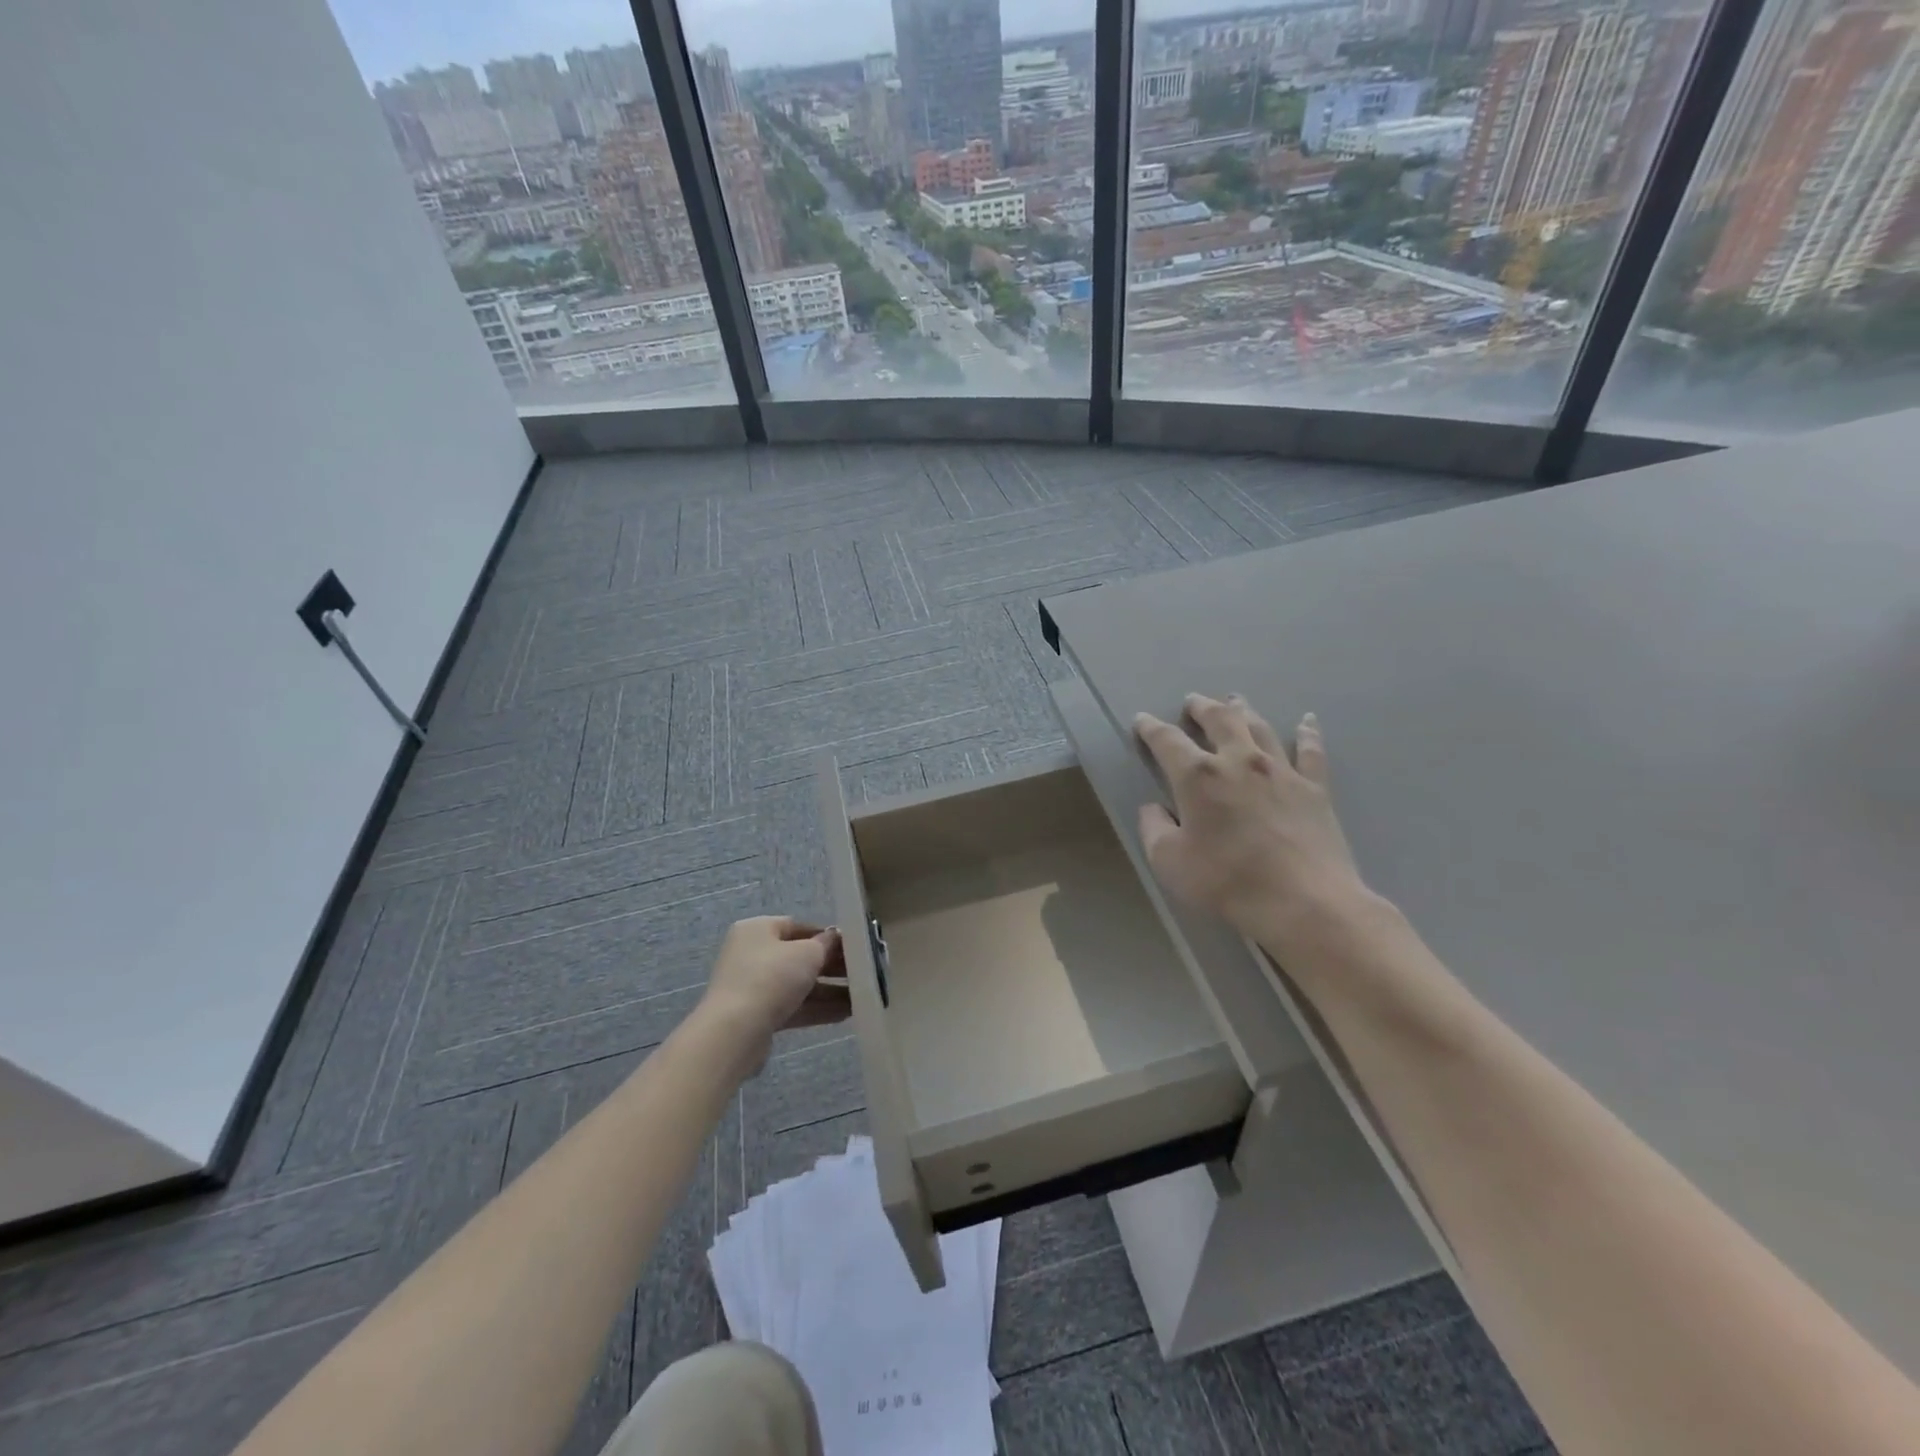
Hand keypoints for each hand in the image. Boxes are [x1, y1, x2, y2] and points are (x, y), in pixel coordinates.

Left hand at [697, 917, 848, 1072]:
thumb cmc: (771, 978)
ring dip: (828, 991)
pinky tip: (846, 1014)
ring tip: (861, 998)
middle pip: (799, 957)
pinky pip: (792, 1006)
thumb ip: (826, 944)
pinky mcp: (756, 1015)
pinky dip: (816, 1008)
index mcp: (758, 929)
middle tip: (861, 974)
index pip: (798, 926)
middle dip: (831, 967)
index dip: (827, 936)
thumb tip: (834, 939)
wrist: (735, 1032)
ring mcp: (752, 986)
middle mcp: (752, 954)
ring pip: (797, 984)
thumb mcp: (807, 954)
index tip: (853, 947)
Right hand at [1134, 695, 1371, 958]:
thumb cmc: (1228, 882)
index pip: (1167, 740)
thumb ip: (1154, 829)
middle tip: (1192, 701)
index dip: (1151, 728)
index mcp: (1198, 776)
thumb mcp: (1169, 862)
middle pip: (1219, 719)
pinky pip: (1311, 751)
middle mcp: (1238, 760)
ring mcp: (1281, 770)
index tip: (1142, 720)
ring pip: (1259, 727)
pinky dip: (1308, 732)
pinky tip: (1308, 720)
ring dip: (1243, 710)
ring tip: (1235, 700)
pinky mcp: (1314, 788)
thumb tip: (1153, 809)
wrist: (1304, 902)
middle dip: (1201, 707)